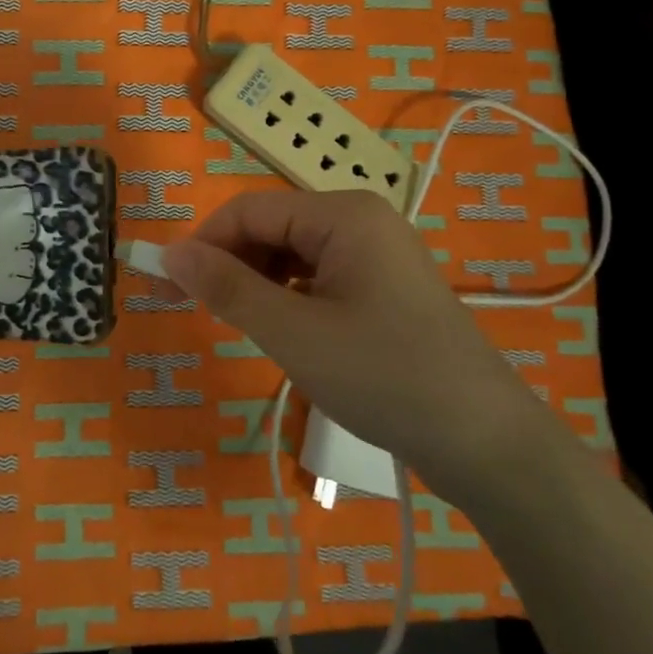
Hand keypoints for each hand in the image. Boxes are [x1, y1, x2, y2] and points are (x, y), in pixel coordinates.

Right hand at [160, 189, 567, 507]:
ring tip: (236, 324)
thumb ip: (227, 287)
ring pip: (292, 255)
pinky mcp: (384, 288)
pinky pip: (318, 278)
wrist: (486, 444)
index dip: (203, 243)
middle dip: (229, 263)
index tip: (166, 284)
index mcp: (343, 214)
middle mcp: (361, 220)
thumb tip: (168, 254)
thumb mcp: (293, 332)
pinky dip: (287, 298)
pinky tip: (280, 330)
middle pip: (272, 228)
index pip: (249, 209)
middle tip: (195, 310)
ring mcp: (377, 254)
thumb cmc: (384, 377)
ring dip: (256, 283)